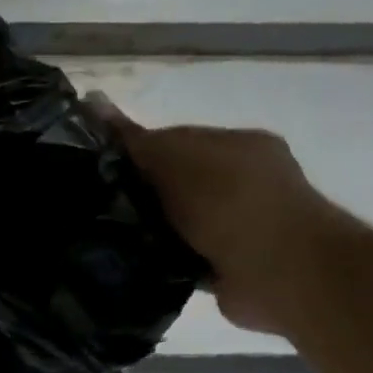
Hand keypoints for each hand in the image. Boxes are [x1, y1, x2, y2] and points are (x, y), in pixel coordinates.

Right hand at [88, 95, 349, 335]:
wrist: (280, 271)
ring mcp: (237, 227)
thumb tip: (92, 101)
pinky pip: (181, 258)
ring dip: (148, 230)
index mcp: (238, 145)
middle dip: (139, 193)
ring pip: (176, 222)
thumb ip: (137, 139)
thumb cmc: (230, 202)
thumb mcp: (176, 159)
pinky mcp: (227, 267)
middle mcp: (241, 183)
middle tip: (93, 204)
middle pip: (175, 182)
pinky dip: (160, 260)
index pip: (176, 140)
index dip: (136, 150)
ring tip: (101, 236)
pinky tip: (128, 263)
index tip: (97, 167)